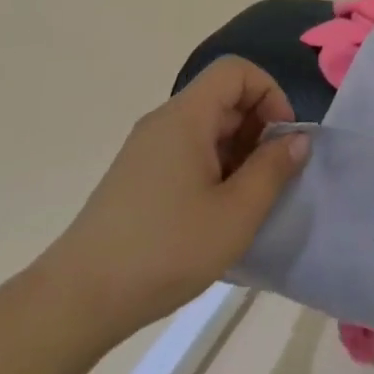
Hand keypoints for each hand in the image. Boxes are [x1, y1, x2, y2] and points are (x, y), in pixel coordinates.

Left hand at [38, 57, 310, 349]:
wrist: (76, 301)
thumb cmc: (165, 250)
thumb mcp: (235, 214)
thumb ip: (273, 169)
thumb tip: (297, 139)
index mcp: (186, 117)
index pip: (237, 71)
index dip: (269, 94)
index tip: (280, 140)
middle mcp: (164, 122)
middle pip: (224, 98)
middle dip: (258, 128)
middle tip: (270, 177)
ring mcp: (147, 150)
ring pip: (208, 128)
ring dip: (238, 153)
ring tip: (245, 203)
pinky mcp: (137, 177)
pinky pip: (188, 152)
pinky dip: (214, 169)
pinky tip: (215, 216)